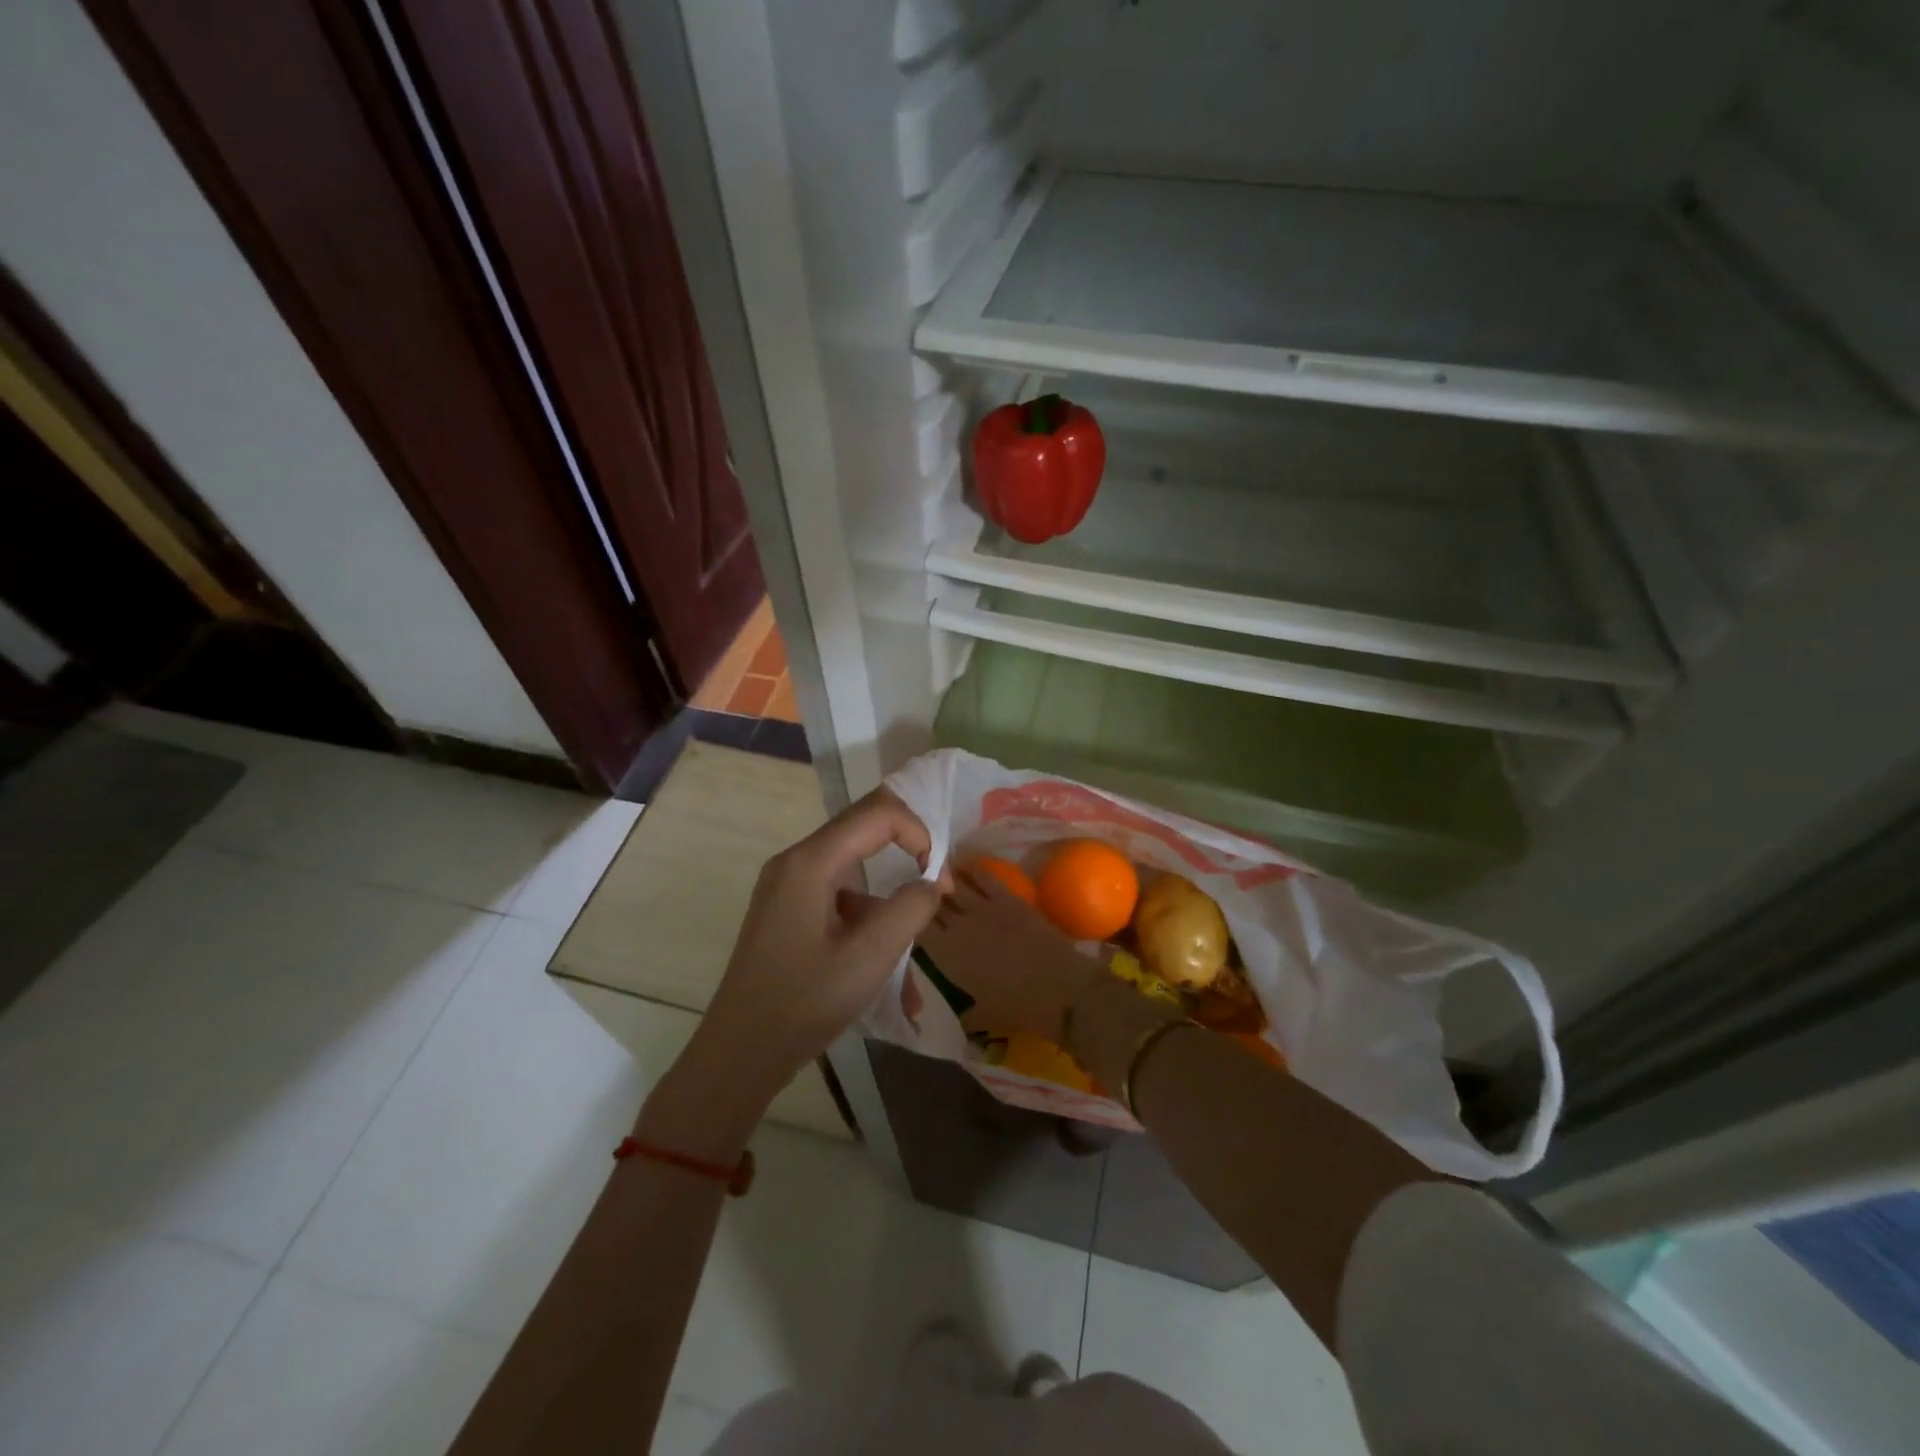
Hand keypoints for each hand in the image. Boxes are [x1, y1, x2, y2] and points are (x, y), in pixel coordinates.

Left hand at [676, 788, 944, 1120]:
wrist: (738, 1054)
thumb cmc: (804, 1002)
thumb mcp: (869, 957)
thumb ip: (910, 909)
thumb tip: (930, 884)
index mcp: (810, 863)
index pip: (878, 815)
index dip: (919, 834)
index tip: (940, 881)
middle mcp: (795, 863)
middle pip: (863, 833)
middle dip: (908, 857)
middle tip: (936, 894)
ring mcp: (787, 888)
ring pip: (854, 876)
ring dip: (887, 912)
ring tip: (909, 971)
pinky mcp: (786, 913)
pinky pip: (837, 904)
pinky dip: (865, 929)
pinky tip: (885, 981)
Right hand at [918, 871, 1102, 1040]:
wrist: (1060, 989)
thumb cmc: (1019, 1008)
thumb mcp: (983, 1017)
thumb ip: (964, 1014)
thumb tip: (957, 1017)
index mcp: (946, 955)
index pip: (916, 929)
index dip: (909, 920)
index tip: (907, 916)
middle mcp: (958, 927)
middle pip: (932, 903)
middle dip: (924, 897)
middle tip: (918, 892)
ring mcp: (983, 908)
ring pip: (954, 885)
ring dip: (942, 878)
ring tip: (934, 872)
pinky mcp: (1008, 898)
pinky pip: (984, 876)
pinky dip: (972, 869)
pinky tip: (963, 864)